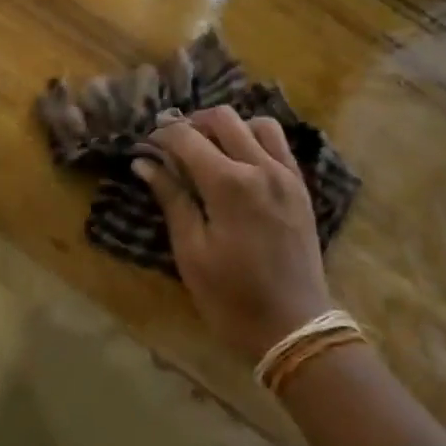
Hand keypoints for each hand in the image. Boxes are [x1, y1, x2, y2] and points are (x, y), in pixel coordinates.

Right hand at [135, 107, 331, 363]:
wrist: (294, 327)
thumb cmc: (232, 298)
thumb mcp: (191, 252)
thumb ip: (172, 199)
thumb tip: (145, 163)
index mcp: (230, 184)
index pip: (187, 138)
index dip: (161, 136)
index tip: (145, 147)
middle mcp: (262, 167)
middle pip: (223, 118)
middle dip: (192, 123)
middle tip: (172, 145)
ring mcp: (287, 175)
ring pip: (256, 123)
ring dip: (228, 128)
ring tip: (208, 150)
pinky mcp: (301, 187)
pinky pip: (279, 145)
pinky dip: (255, 140)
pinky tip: (239, 163)